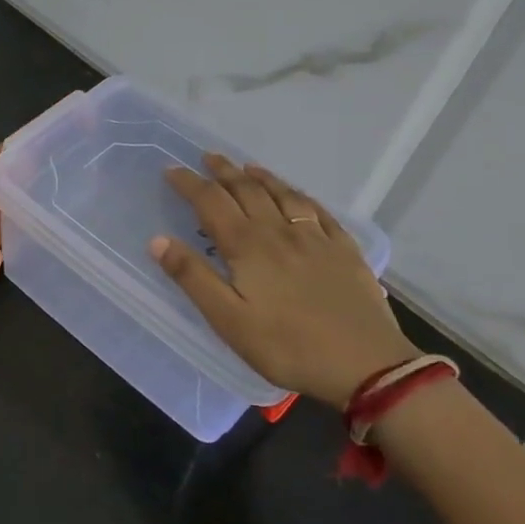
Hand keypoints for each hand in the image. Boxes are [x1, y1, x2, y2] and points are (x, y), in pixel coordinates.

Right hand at [150, 155, 413, 406]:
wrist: (367, 366)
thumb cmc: (287, 346)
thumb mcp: (228, 320)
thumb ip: (193, 277)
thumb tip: (157, 240)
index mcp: (248, 247)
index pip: (211, 203)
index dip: (189, 184)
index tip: (171, 170)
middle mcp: (279, 232)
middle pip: (247, 191)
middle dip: (224, 172)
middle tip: (208, 157)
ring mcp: (316, 239)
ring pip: (284, 195)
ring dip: (261, 177)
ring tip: (247, 167)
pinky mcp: (345, 251)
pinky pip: (318, 211)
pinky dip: (300, 195)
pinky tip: (298, 196)